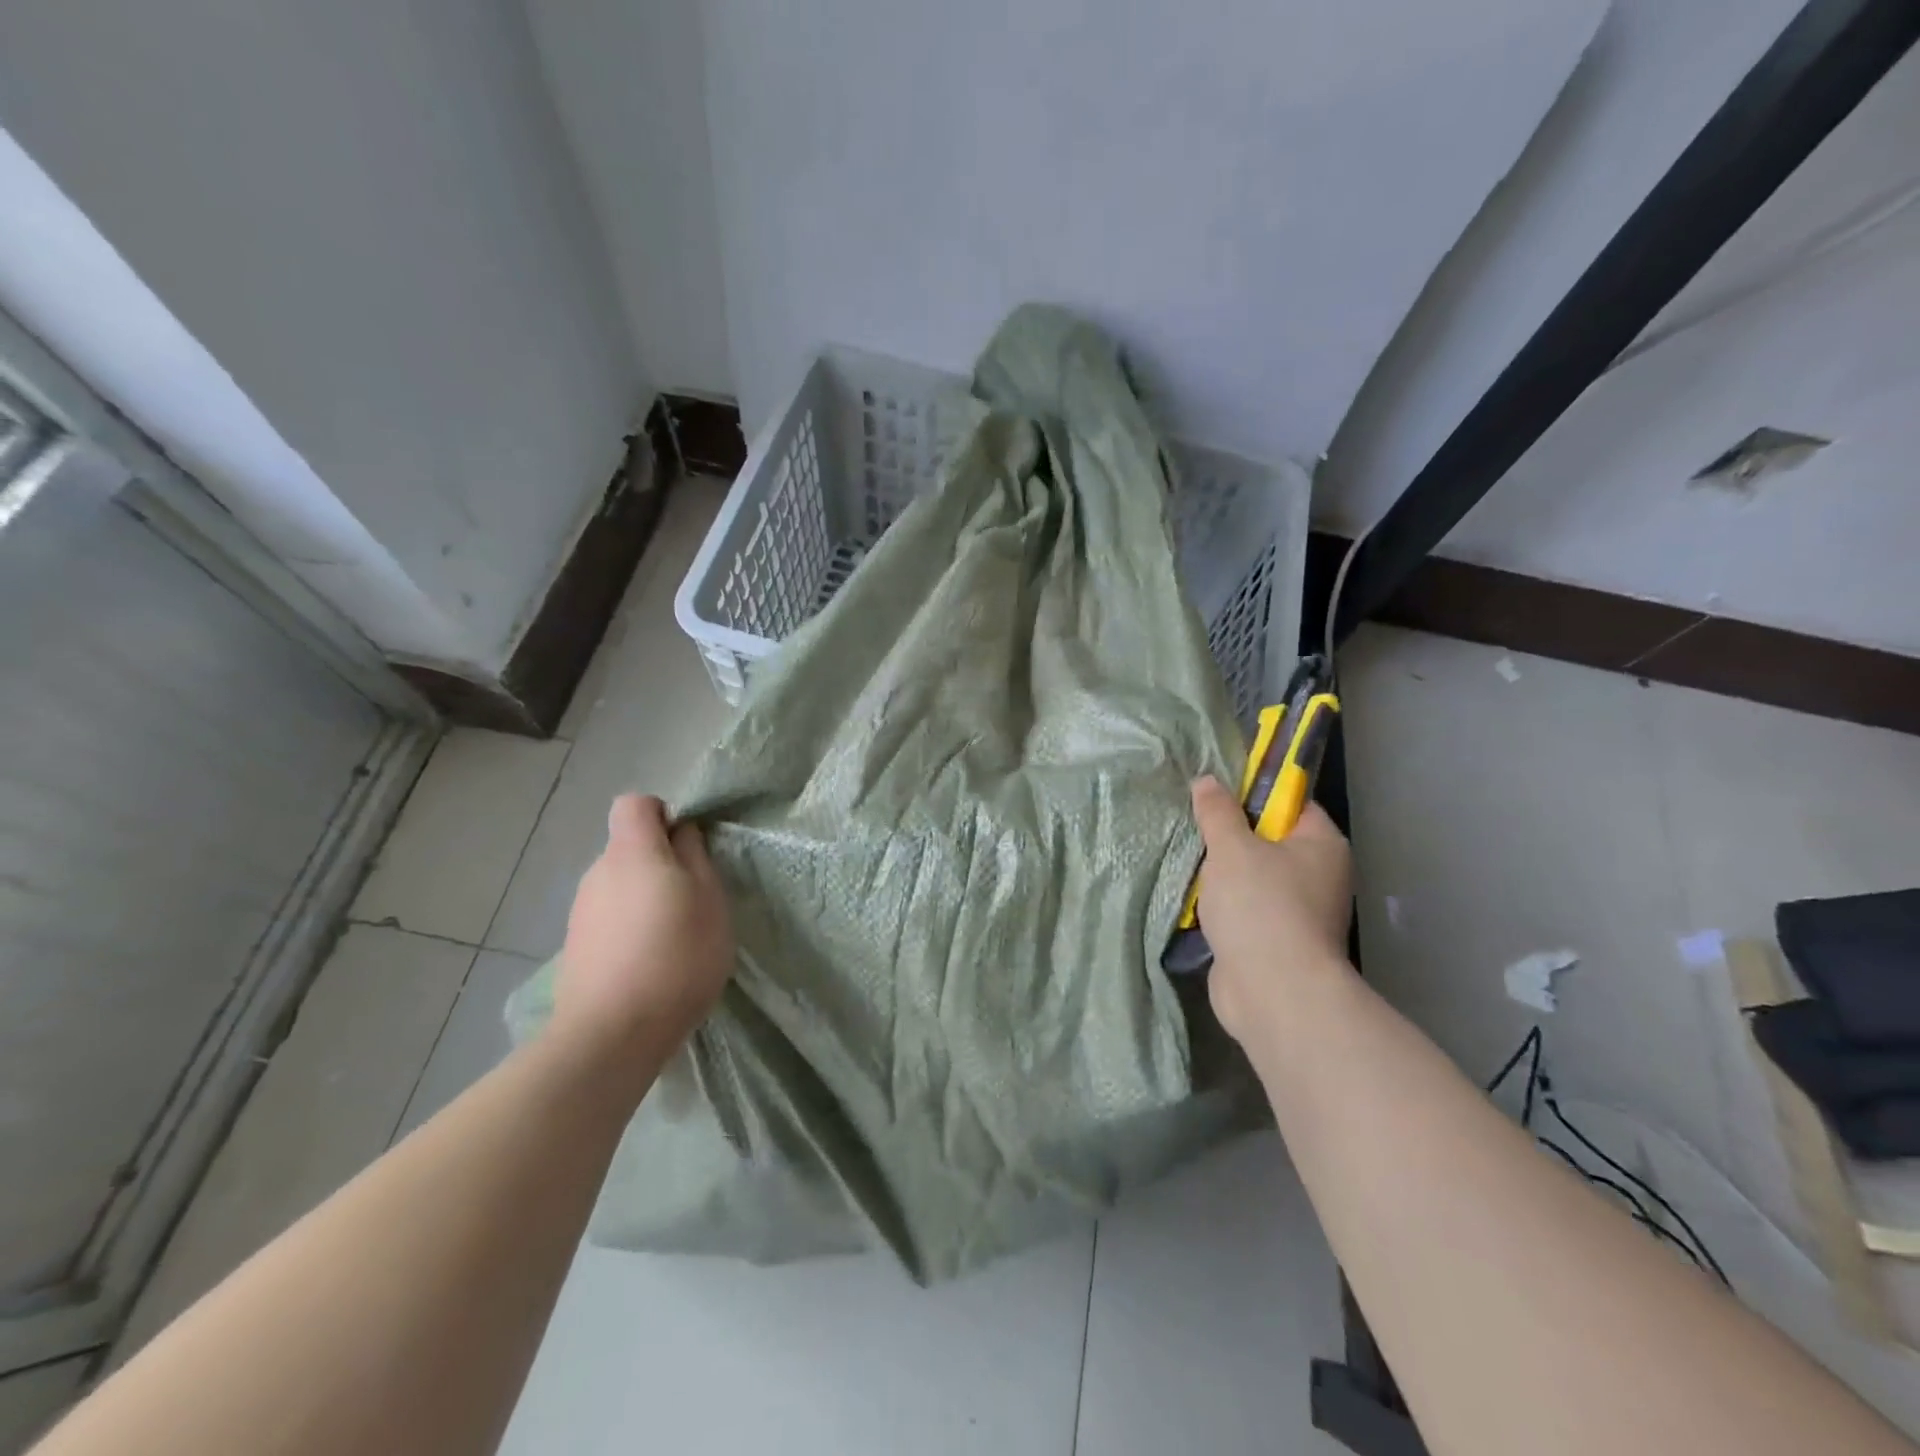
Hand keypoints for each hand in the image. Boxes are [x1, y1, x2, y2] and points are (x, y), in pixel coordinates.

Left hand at [552, 795, 733, 1066]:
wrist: (611, 1034)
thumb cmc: (676, 957)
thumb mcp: (710, 901)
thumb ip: (696, 858)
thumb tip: (682, 835)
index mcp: (632, 853)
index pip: (635, 804)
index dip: (663, 815)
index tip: (688, 846)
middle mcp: (599, 872)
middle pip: (629, 848)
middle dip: (661, 863)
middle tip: (694, 900)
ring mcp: (581, 911)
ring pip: (620, 885)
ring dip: (646, 898)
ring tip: (674, 938)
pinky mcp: (576, 946)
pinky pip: (610, 918)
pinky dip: (630, 928)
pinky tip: (649, 963)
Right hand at [1190, 776, 1354, 1047]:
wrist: (1272, 992)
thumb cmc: (1260, 906)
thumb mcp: (1231, 847)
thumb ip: (1217, 812)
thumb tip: (1207, 781)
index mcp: (1322, 845)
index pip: (1290, 804)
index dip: (1253, 795)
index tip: (1216, 797)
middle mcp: (1319, 876)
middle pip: (1268, 841)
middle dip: (1229, 838)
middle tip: (1194, 829)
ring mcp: (1299, 913)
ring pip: (1253, 878)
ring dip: (1221, 876)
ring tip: (1188, 864)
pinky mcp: (1276, 942)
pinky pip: (1245, 910)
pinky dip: (1222, 907)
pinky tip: (1194, 901)